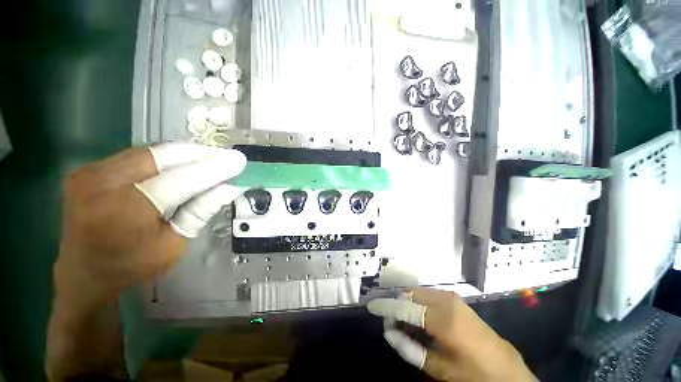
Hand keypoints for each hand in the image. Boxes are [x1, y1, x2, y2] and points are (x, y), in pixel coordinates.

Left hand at [53, 142, 245, 316]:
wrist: (83, 272)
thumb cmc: (131, 266)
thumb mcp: (173, 246)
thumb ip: (199, 212)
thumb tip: (229, 188)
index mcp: (124, 213)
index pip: (179, 180)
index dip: (212, 168)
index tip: (238, 160)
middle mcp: (100, 185)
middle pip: (161, 157)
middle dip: (199, 154)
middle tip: (225, 156)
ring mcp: (89, 173)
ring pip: (149, 151)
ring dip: (184, 153)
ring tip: (209, 158)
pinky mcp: (88, 169)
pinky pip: (135, 155)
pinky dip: (164, 156)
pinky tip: (181, 162)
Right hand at [367, 288, 535, 381]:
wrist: (508, 371)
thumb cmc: (475, 374)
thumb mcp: (441, 369)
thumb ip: (411, 349)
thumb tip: (389, 333)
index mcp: (444, 319)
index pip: (405, 307)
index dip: (386, 307)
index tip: (371, 306)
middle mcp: (446, 301)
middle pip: (410, 295)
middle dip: (398, 307)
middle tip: (394, 327)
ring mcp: (452, 297)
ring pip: (418, 294)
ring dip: (408, 306)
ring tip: (407, 327)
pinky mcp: (455, 299)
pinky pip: (428, 296)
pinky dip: (419, 305)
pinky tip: (421, 322)